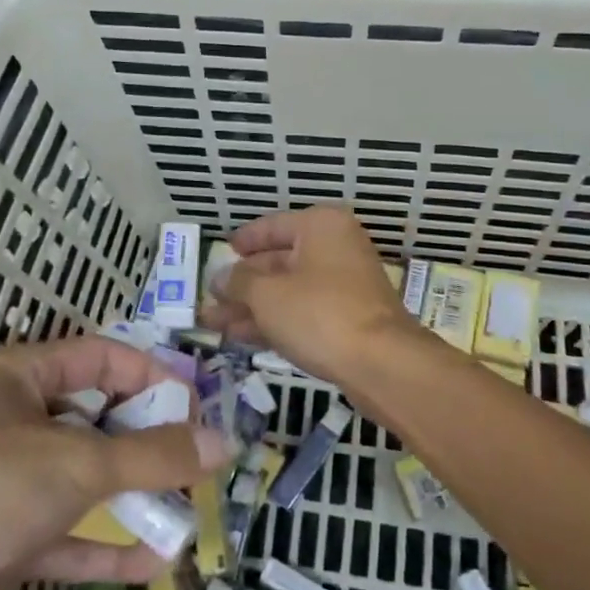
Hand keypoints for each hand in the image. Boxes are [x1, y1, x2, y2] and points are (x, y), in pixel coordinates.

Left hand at [0, 336, 226, 589]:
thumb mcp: (77, 461)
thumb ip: (153, 455)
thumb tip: (223, 443)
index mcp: (21, 378)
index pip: (100, 358)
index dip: (151, 375)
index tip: (196, 405)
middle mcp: (16, 422)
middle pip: (97, 418)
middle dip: (147, 438)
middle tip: (199, 457)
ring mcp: (10, 484)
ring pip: (86, 479)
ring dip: (134, 494)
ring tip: (190, 507)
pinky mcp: (5, 540)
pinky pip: (68, 535)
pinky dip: (107, 547)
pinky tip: (155, 562)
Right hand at [203, 205, 430, 386]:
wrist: (381, 364)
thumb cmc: (320, 314)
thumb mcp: (267, 295)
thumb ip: (238, 282)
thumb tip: (220, 277)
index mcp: (320, 226)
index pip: (272, 226)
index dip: (243, 240)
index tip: (220, 251)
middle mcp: (335, 248)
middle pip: (278, 261)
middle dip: (241, 283)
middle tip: (208, 298)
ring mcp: (344, 284)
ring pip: (288, 290)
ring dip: (251, 306)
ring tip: (212, 322)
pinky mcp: (348, 318)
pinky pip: (302, 311)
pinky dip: (273, 321)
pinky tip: (241, 336)